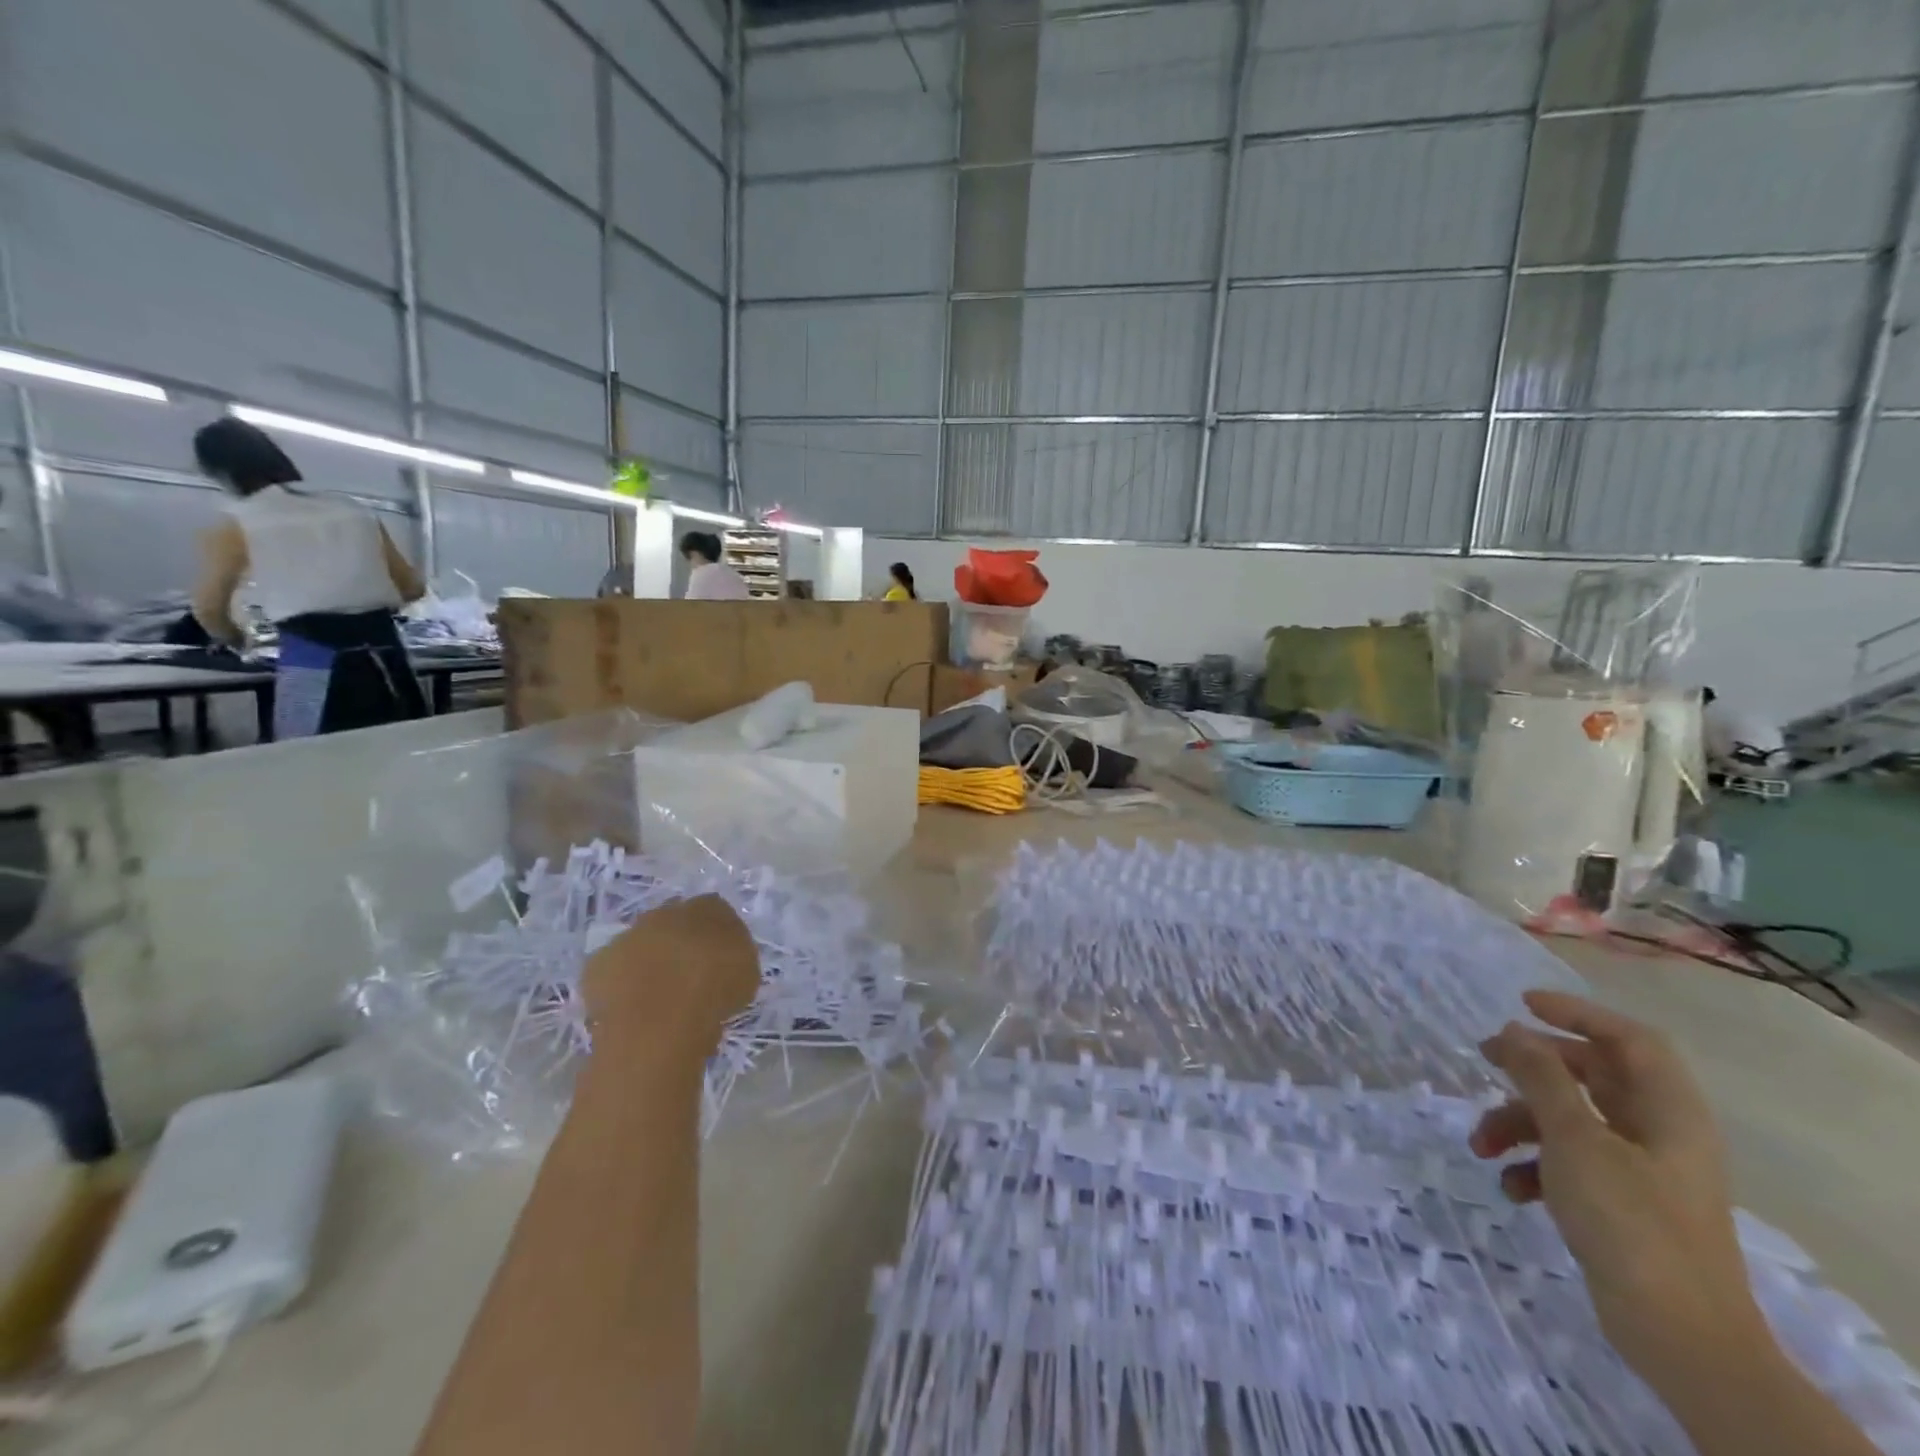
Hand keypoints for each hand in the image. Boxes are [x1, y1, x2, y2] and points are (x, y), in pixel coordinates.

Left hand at [583, 895, 760, 1050]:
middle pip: (673, 923)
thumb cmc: (714, 993)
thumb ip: (734, 954)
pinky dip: (621, 984)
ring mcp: (628, 935)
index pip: (714, 909)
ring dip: (649, 961)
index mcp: (707, 907)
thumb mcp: (747, 972)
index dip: (715, 934)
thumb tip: (724, 953)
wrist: (660, 1021)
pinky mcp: (597, 964)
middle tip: (688, 974)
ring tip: (659, 996)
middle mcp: (665, 912)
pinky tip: (632, 1006)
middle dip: (679, 943)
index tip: (719, 958)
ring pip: (641, 944)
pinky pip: (613, 971)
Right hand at [1472, 992, 1771, 1390]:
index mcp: (1668, 1112)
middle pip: (1592, 1075)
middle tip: (1483, 1059)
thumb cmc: (1631, 1223)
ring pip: (1571, 1120)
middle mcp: (1659, 1133)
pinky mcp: (1623, 1204)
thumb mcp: (1575, 1140)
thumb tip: (1515, 1030)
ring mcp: (1642, 1171)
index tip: (1522, 1004)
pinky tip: (1511, 1188)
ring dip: (1519, 1123)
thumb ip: (1542, 1078)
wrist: (1682, 1340)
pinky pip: (1570, 1162)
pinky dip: (1535, 1166)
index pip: (1629, 1038)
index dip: (1579, 1013)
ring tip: (1480, 1145)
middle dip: (1532, 1068)